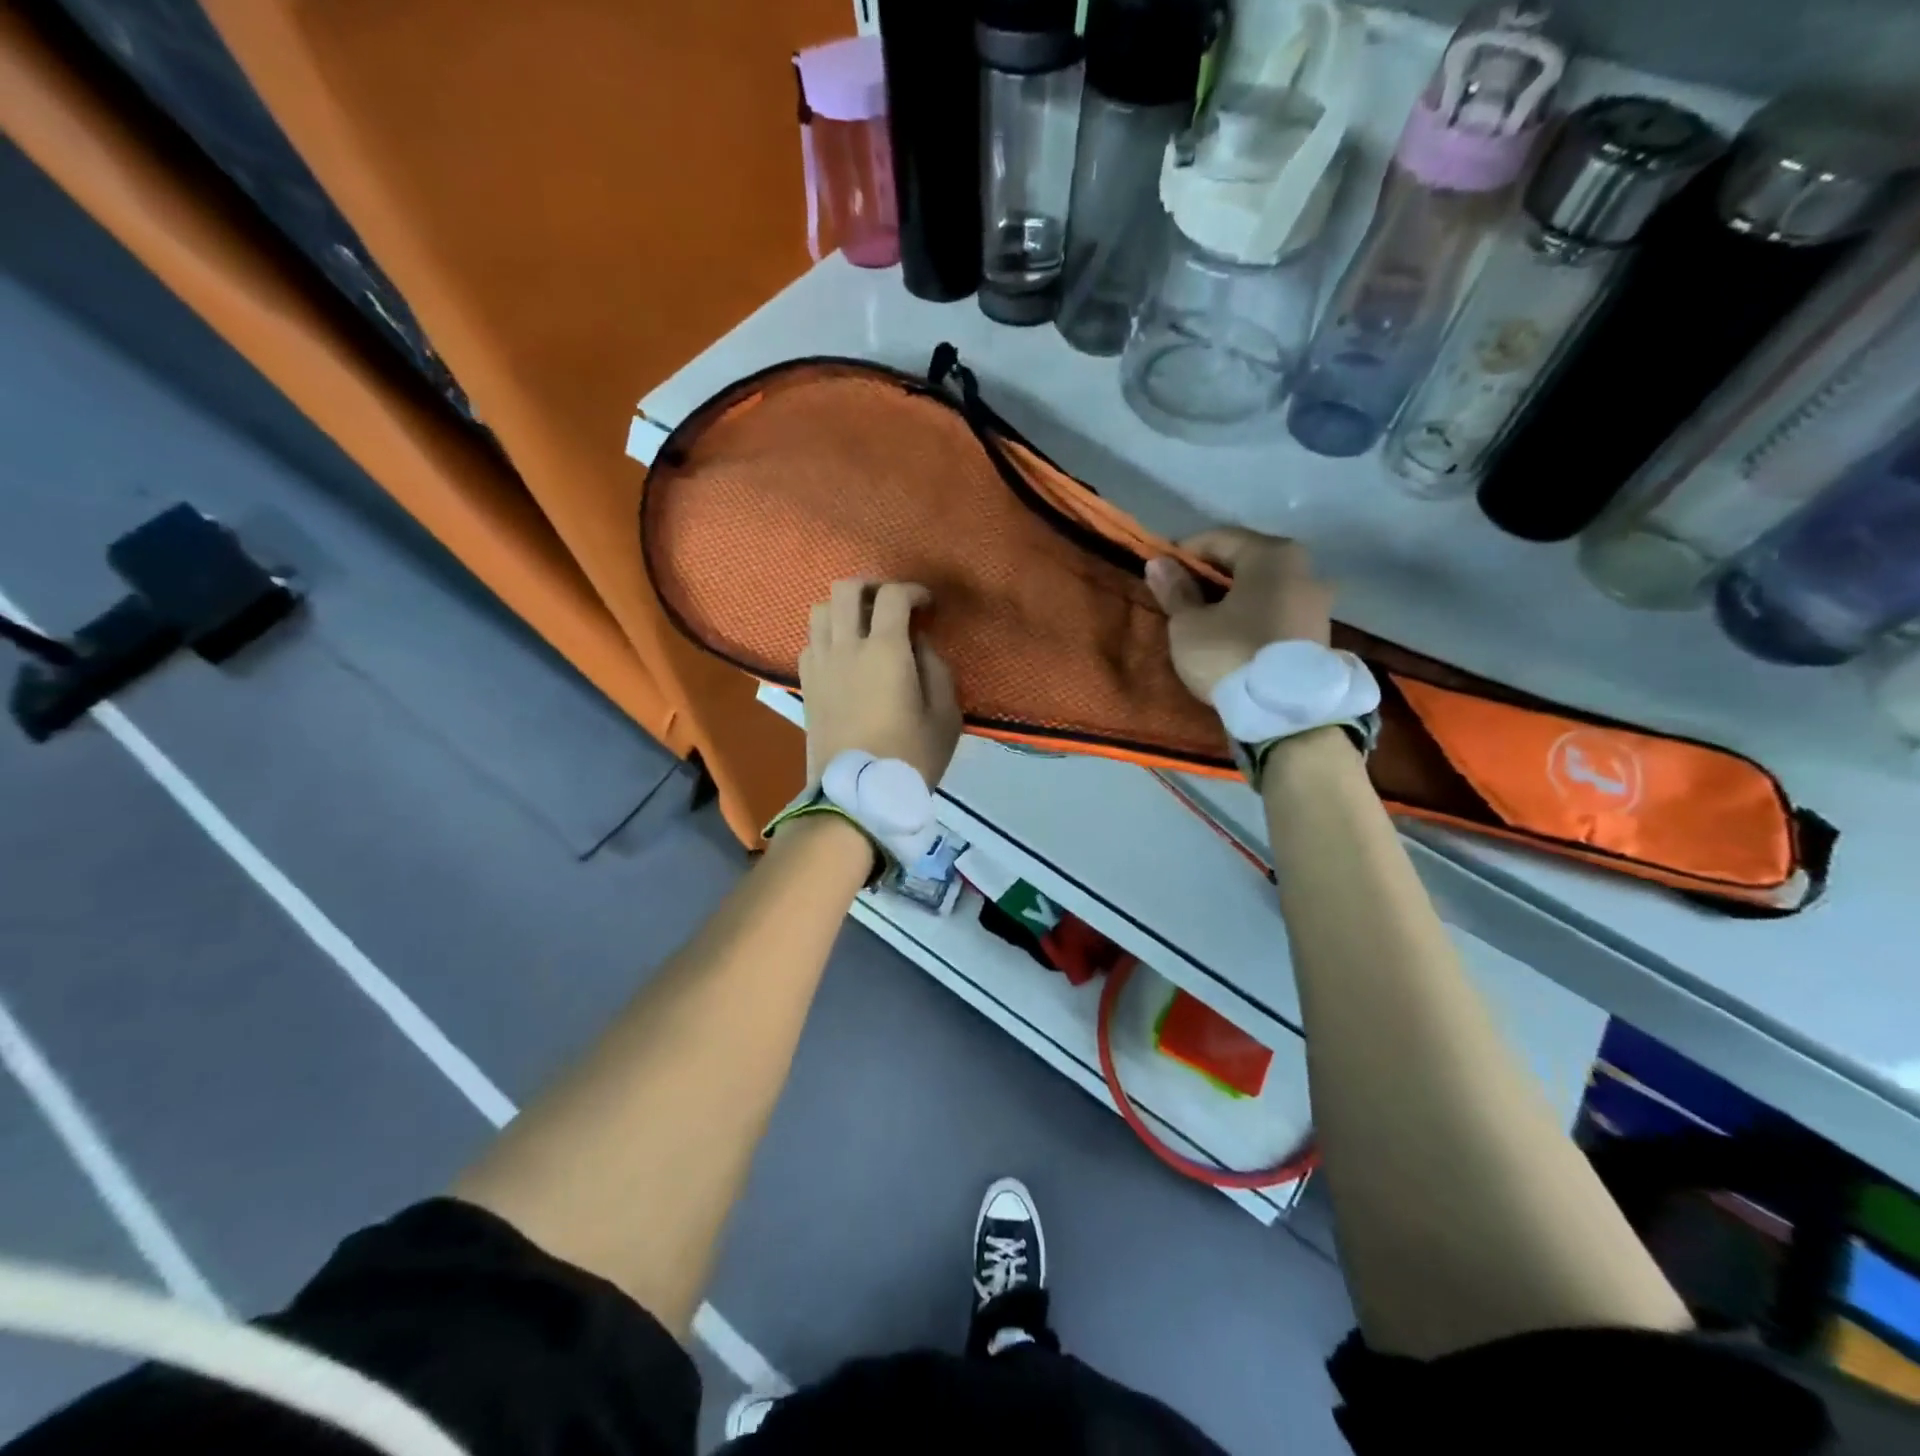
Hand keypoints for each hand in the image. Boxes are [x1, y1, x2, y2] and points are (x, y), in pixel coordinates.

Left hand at [800, 580, 962, 788]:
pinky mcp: (805, 684)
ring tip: (864, 626)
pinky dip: (828, 635)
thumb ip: (937, 669)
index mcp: (884, 650)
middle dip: (873, 587)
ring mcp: (819, 664)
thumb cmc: (909, 757)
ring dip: (844, 609)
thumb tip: (919, 644)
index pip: (893, 596)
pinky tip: (845, 655)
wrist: (856, 796)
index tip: (928, 606)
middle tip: (892, 605)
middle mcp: (845, 647)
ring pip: (820, 610)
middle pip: (846, 589)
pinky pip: (810, 641)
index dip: (914, 591)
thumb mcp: (945, 716)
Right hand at [1144, 529, 1333, 701]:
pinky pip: (1278, 610)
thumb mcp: (1189, 625)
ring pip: (1265, 587)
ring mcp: (1317, 602)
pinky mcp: (1319, 633)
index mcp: (1271, 555)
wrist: (1284, 712)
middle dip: (1212, 574)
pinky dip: (1254, 615)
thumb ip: (1175, 591)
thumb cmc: (1230, 654)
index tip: (1162, 570)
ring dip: (1235, 596)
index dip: (1186, 552)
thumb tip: (1159, 563)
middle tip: (1182, 593)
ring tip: (1206, 617)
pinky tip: (1233, 633)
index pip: (1219, 538)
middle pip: (1247, 561)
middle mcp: (1304, 568)